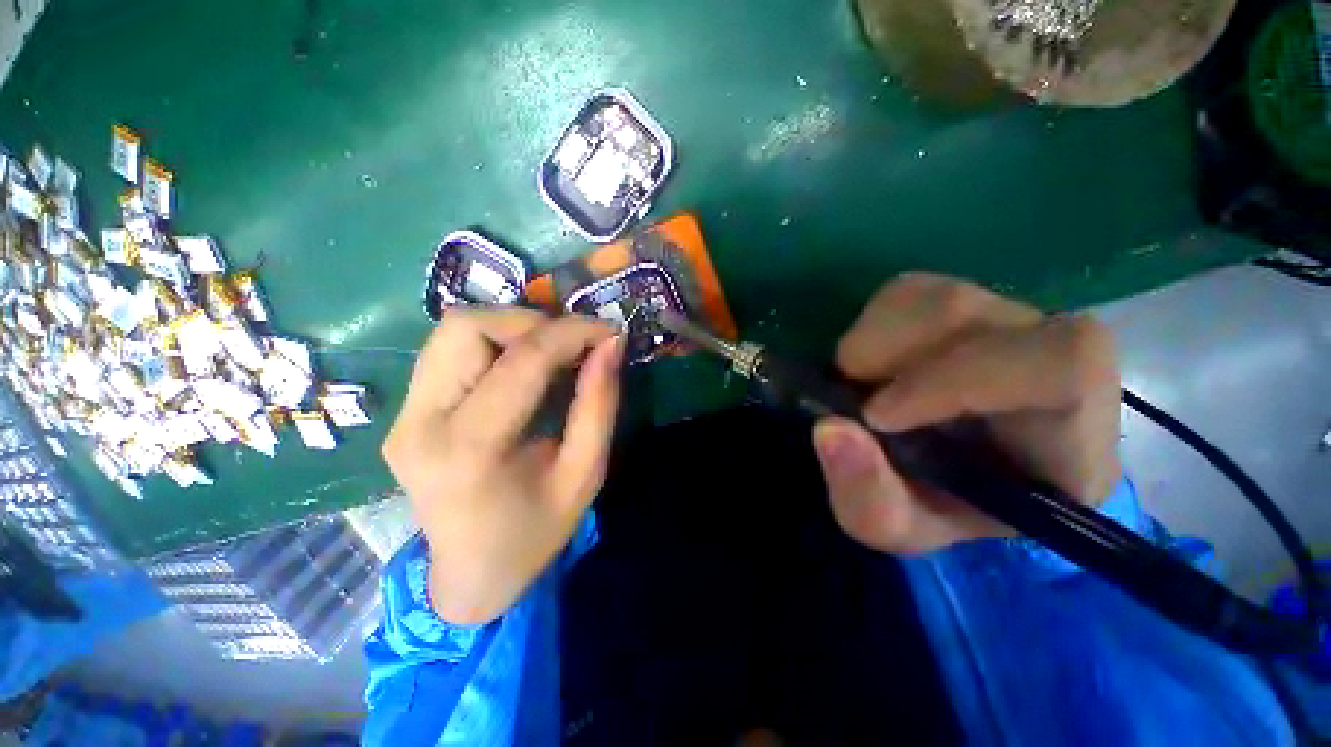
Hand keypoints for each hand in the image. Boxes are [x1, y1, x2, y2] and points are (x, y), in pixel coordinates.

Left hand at [383, 309, 621, 624]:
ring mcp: (403, 416)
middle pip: (467, 327)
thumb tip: (610, 345)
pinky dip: (495, 343)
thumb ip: (599, 404)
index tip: (608, 331)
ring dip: (512, 328)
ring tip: (551, 351)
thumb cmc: (535, 532)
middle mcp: (421, 423)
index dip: (572, 333)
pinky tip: (522, 367)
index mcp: (470, 450)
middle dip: (532, 322)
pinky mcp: (404, 413)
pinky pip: (448, 350)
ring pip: (453, 330)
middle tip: (573, 344)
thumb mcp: (585, 473)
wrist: (470, 574)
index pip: (522, 360)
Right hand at [813, 273, 1121, 555]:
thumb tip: (829, 428)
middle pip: (974, 314)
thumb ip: (867, 494)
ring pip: (935, 296)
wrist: (953, 476)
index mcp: (1072, 435)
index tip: (877, 414)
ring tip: (859, 382)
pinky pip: (910, 291)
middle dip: (889, 354)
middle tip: (853, 394)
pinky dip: (871, 324)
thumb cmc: (939, 509)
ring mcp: (1011, 321)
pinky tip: (871, 363)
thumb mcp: (896, 526)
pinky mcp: (967, 304)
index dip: (958, 379)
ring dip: (872, 340)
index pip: (1057, 368)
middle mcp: (1054, 360)